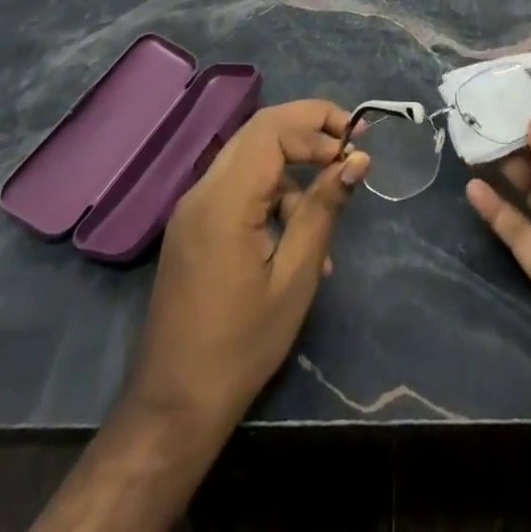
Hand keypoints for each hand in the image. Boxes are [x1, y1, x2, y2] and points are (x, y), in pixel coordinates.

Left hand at [128, 99, 368, 427]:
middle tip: (349, 144)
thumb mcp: (295, 276)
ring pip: (251, 158)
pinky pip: (239, 187)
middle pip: (260, 131)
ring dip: (293, 168)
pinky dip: (273, 194)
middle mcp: (203, 191)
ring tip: (329, 209)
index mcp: (224, 200)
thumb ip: (324, 209)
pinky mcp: (194, 226)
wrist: (174, 408)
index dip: (317, 124)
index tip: (355, 142)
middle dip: (308, 129)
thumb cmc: (242, 346)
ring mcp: (193, 208)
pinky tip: (299, 237)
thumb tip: (356, 160)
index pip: (272, 129)